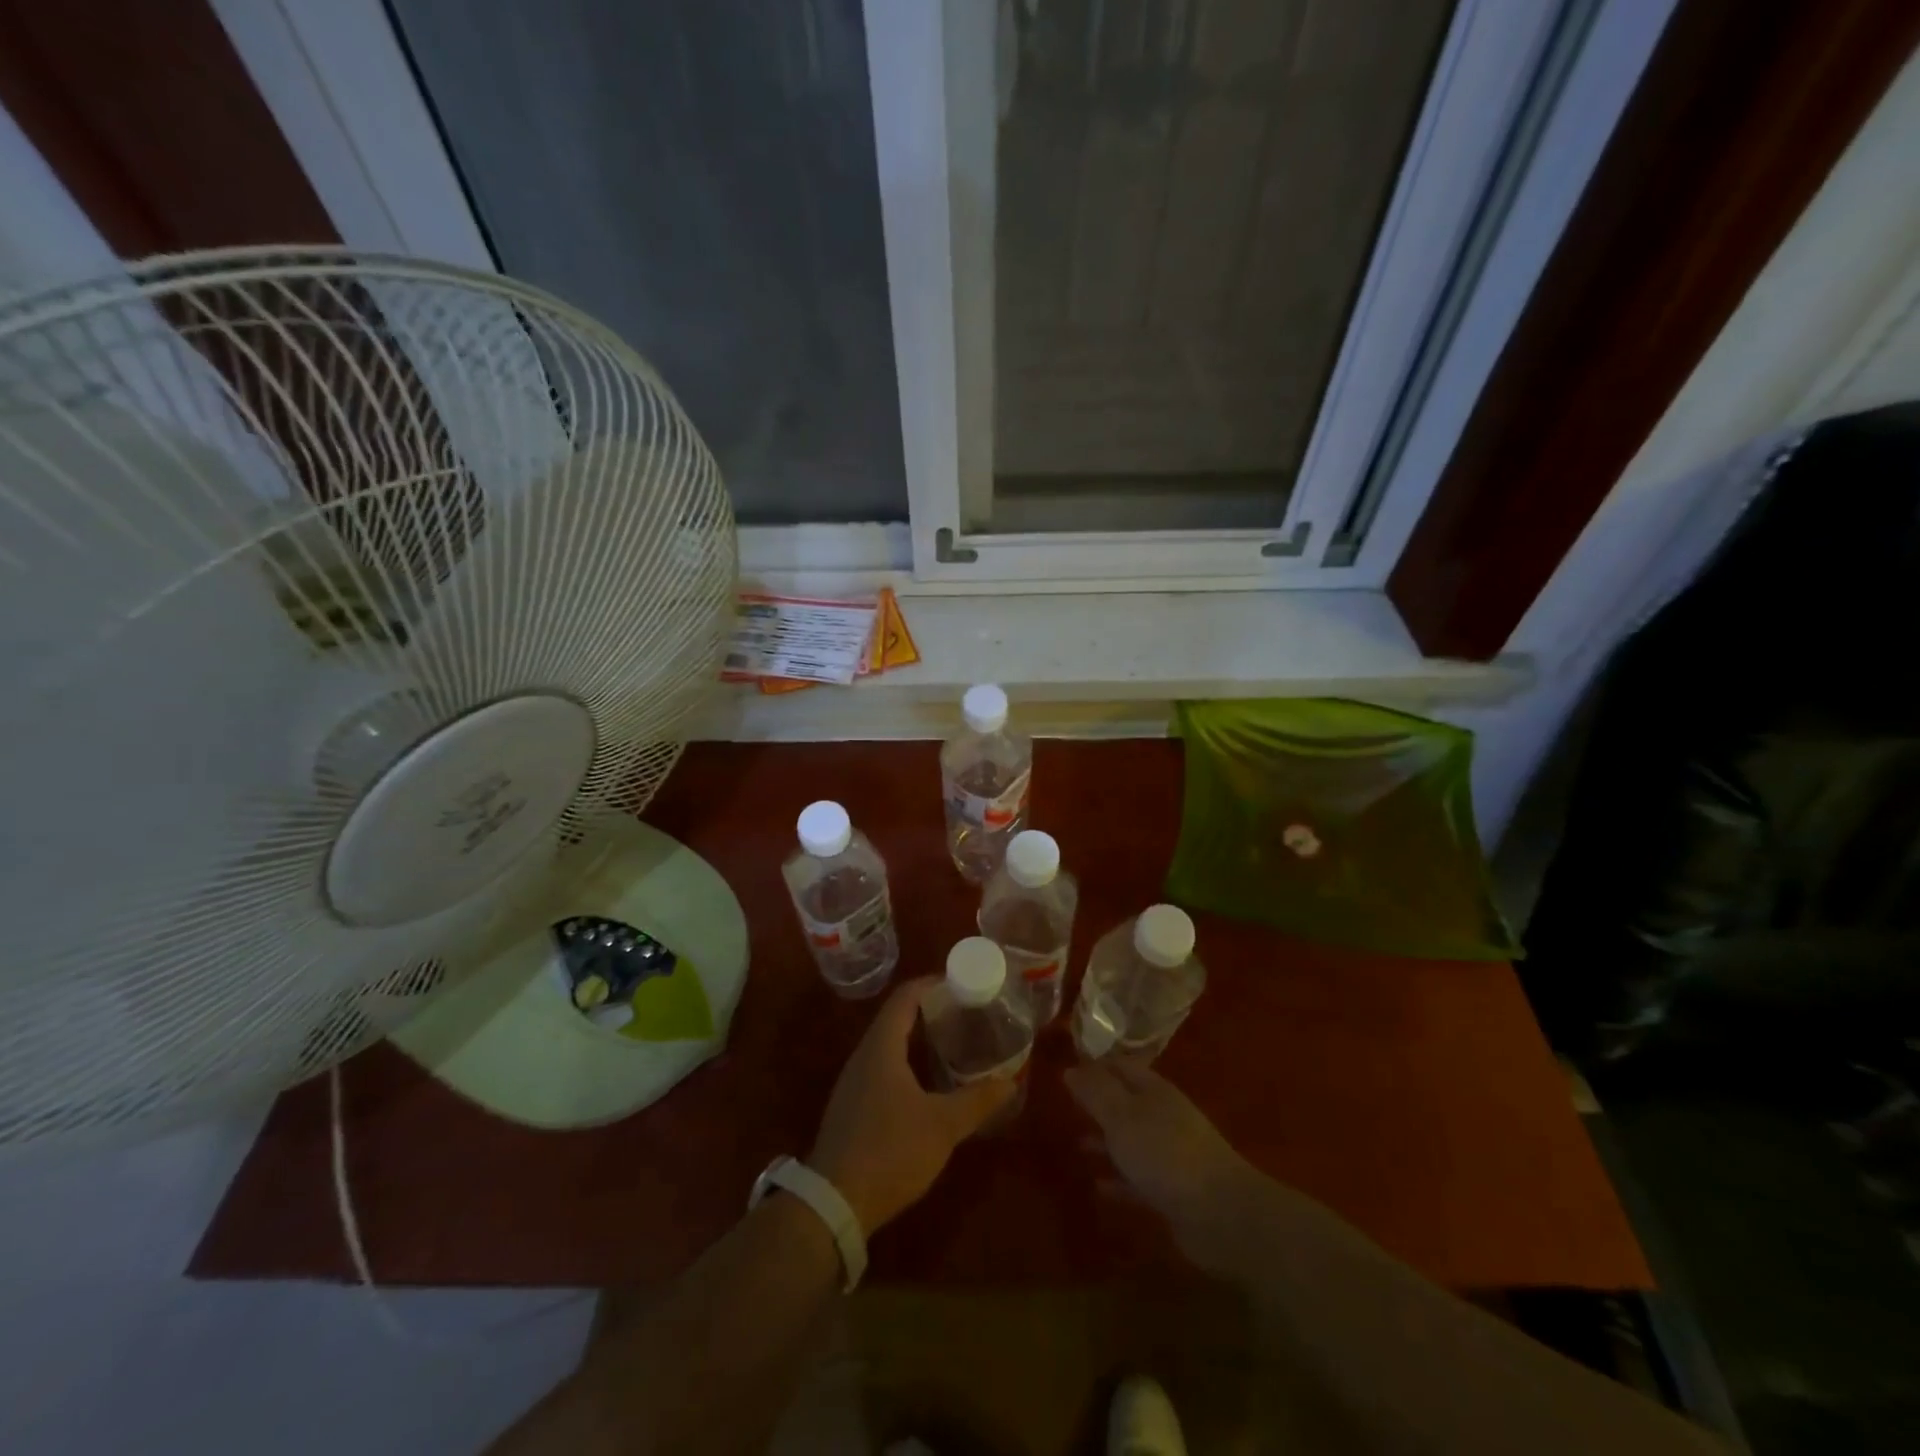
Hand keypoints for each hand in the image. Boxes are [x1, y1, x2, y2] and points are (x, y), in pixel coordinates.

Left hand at [809, 978, 1014, 1233]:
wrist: (834, 1204)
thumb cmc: (890, 1151)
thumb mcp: (942, 1125)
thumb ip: (977, 1100)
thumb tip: (1010, 1080)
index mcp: (882, 1047)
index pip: (906, 997)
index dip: (933, 984)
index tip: (963, 984)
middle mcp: (863, 1056)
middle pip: (897, 1018)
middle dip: (931, 1011)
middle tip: (966, 1014)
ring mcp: (854, 1082)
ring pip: (889, 1045)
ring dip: (918, 1038)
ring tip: (953, 1044)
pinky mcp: (852, 1107)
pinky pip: (882, 1068)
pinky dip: (907, 1062)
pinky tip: (928, 1084)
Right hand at [1065, 1057, 1266, 1272]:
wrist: (1222, 1215)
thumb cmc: (1166, 1154)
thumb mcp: (1122, 1117)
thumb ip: (1095, 1093)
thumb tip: (1070, 1067)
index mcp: (1154, 1091)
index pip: (1120, 1066)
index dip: (1095, 1064)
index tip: (1066, 1066)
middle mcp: (1163, 1116)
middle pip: (1126, 1102)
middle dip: (1098, 1103)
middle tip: (1065, 1104)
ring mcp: (1171, 1154)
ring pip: (1131, 1140)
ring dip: (1106, 1141)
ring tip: (1076, 1145)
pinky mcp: (1173, 1191)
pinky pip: (1138, 1179)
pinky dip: (1119, 1179)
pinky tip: (1098, 1186)